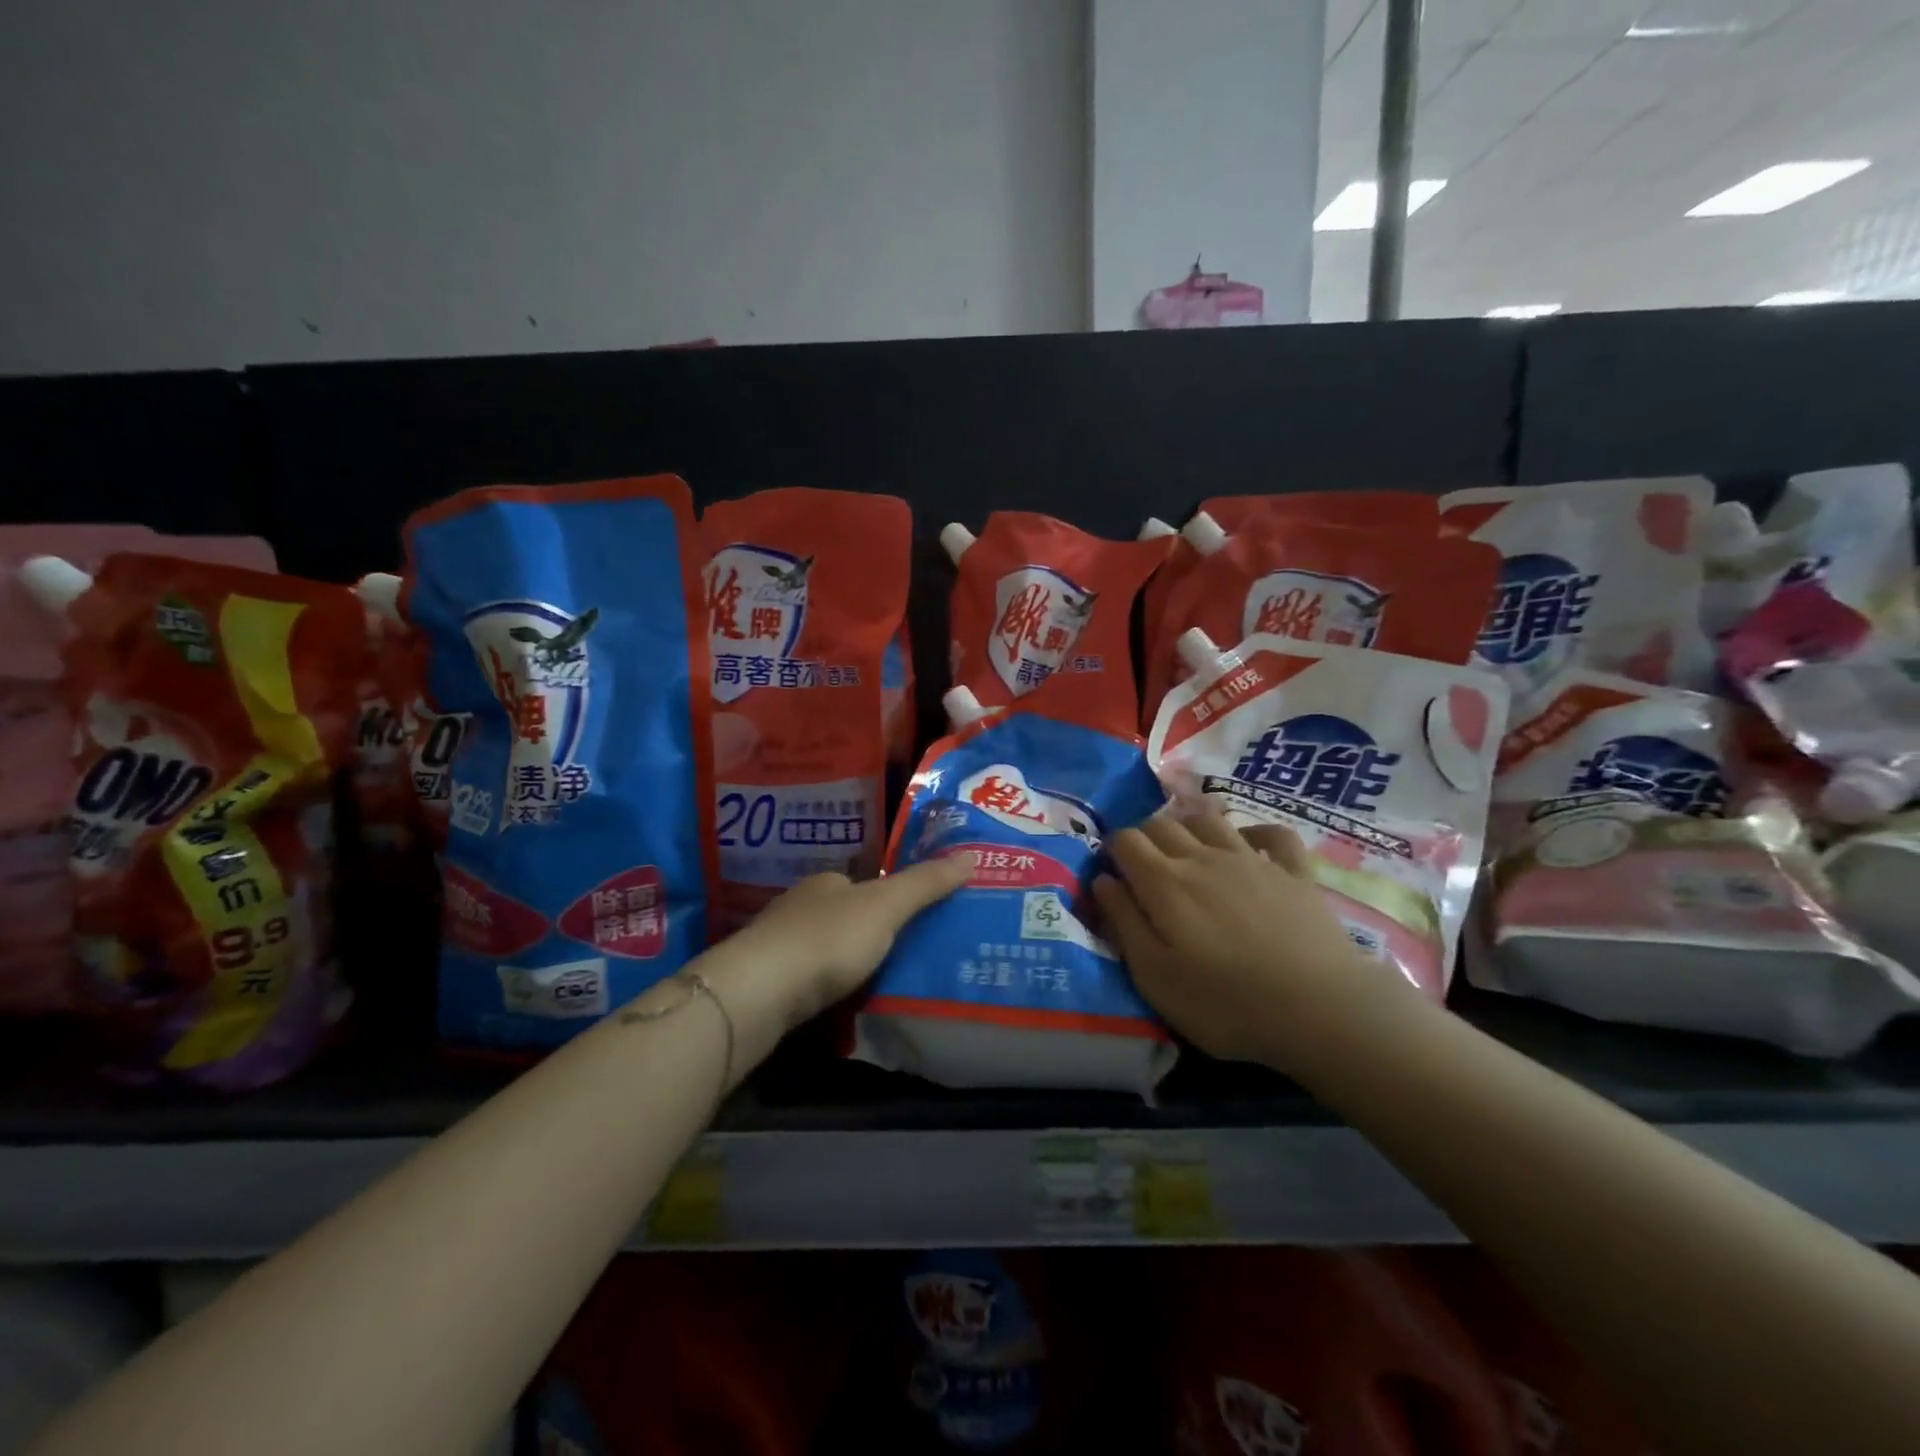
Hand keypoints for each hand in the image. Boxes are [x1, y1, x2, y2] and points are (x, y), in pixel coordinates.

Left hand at [717, 856, 974, 1031]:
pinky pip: (806, 981)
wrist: (759, 991)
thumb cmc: (828, 938)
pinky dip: (824, 989)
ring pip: (821, 948)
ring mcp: (776, 945)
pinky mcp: (765, 983)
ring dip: (844, 962)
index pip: (862, 882)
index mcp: (827, 882)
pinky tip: (839, 1006)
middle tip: (903, 956)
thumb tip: (969, 856)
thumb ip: (925, 884)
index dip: (888, 897)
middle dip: (866, 932)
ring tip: (878, 984)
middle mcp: (798, 906)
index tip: (912, 920)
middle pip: (841, 915)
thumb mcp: (887, 906)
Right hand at [1092, 804, 1389, 1065]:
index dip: (1111, 851)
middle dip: (1144, 837)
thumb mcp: (1154, 976)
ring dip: (1189, 826)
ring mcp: (1250, 859)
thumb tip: (1102, 880)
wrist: (1319, 1008)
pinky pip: (1272, 833)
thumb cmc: (1225, 1002)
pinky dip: (1255, 832)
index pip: (1125, 841)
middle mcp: (1202, 857)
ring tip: (1187, 853)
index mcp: (1164, 881)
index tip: (1113, 876)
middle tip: (1144, 871)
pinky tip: (1248, 846)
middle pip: (1162, 823)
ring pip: (1209, 819)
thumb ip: (1122, 923)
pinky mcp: (1293, 871)